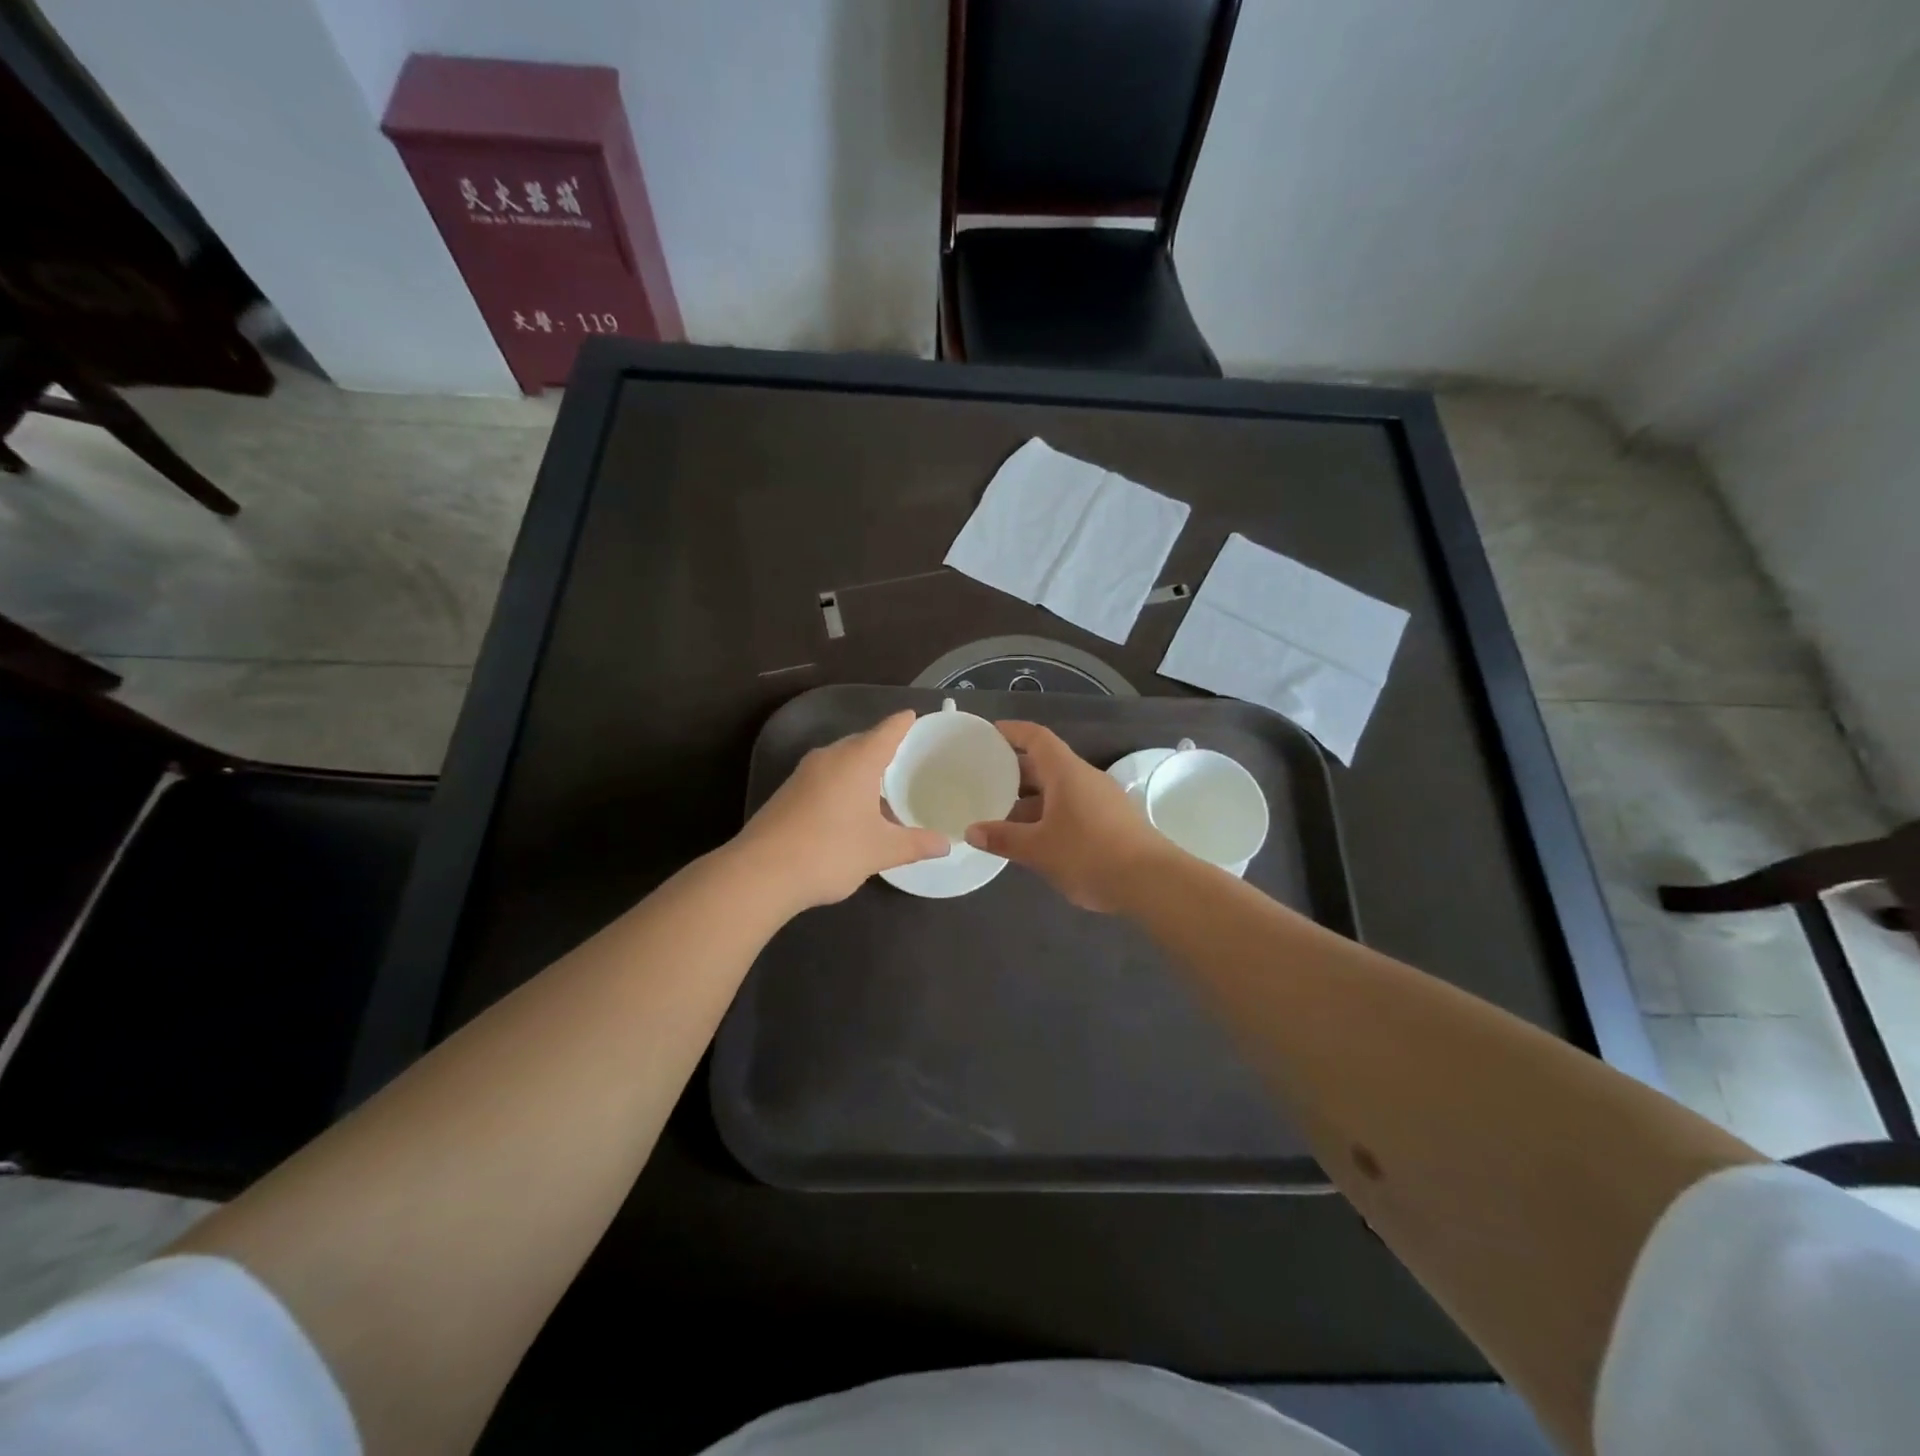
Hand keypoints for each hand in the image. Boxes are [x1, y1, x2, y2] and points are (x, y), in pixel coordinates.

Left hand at [735, 710, 949, 909]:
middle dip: (884, 747)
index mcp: (857, 760)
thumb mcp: (881, 850)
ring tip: (884, 786)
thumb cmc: (830, 851)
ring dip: (862, 769)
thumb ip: (915, 844)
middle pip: (862, 742)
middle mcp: (829, 757)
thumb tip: (945, 844)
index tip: (915, 716)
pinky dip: (843, 784)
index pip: (887, 730)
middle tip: (908, 757)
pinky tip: (852, 809)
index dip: (904, 723)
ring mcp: (804, 774)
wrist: (761, 873)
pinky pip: (825, 777)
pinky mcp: (788, 793)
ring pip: (841, 761)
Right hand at [964, 721, 1179, 912]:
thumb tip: (971, 831)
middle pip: (1046, 763)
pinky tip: (1033, 837)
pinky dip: (1048, 814)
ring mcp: (1101, 799)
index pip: (1037, 737)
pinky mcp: (1111, 821)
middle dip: (1015, 770)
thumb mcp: (1039, 848)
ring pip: (1059, 789)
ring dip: (1031, 798)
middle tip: (985, 779)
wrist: (1153, 882)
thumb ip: (1003, 838)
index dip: (1012, 731)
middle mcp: (1085, 777)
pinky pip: (1072, 807)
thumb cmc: (1090, 854)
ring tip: (1001, 812)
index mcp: (1066, 772)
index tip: (989, 734)